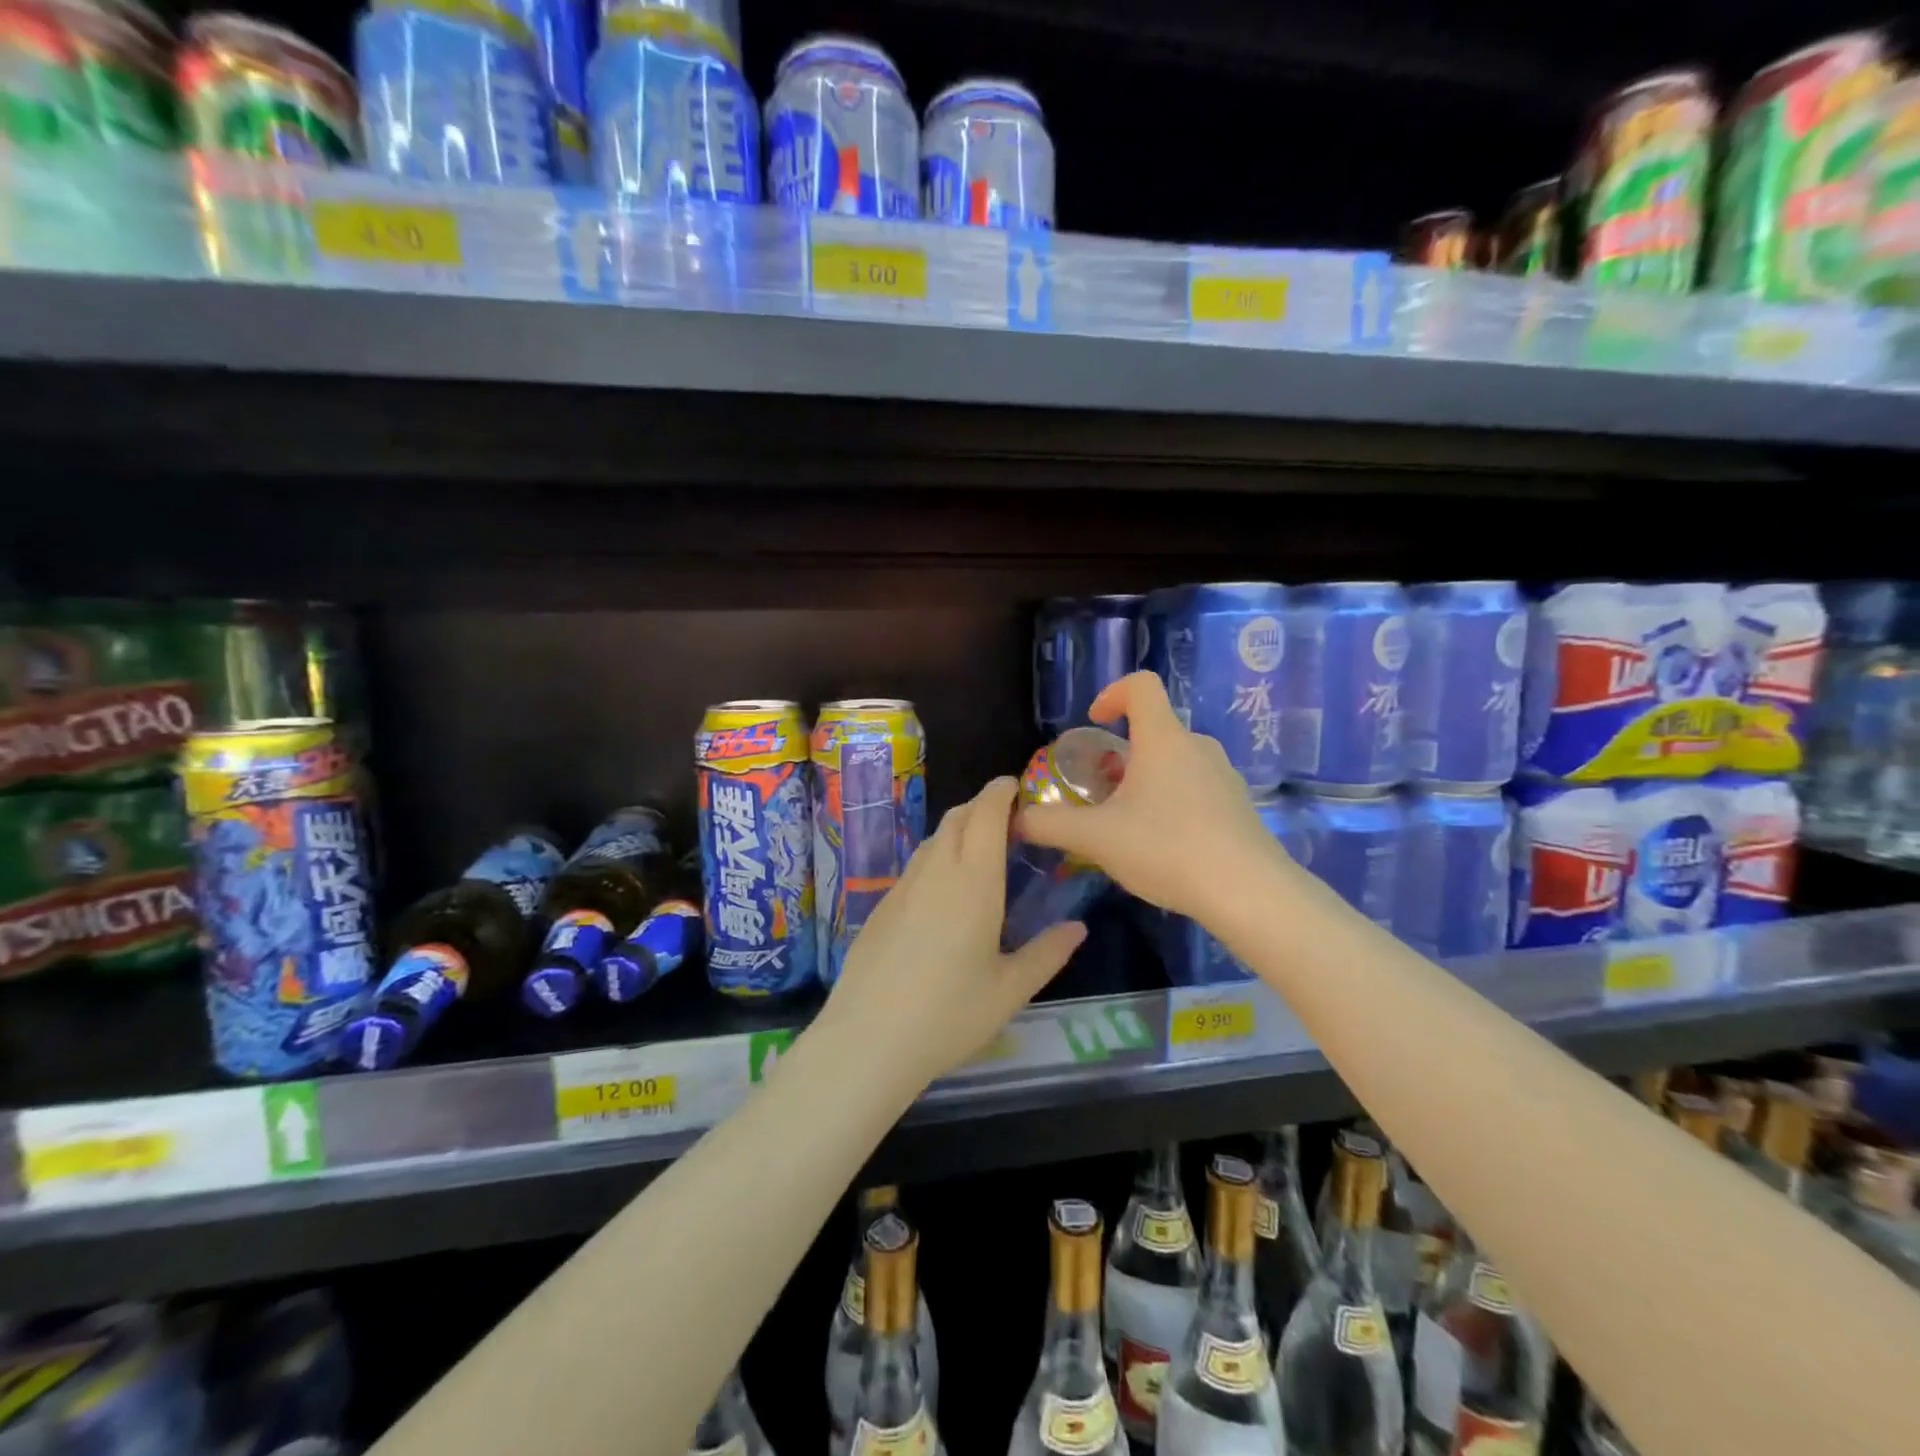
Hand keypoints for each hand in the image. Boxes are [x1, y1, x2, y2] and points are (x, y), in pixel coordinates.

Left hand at [816, 776, 1086, 1092]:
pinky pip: (916, 865)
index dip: (1000, 792)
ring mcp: (903, 887)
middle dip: (981, 806)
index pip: (986, 814)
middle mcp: (936, 872)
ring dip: (958, 830)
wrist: (869, 1038)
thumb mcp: (1010, 989)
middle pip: (957, 818)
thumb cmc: (950, 1014)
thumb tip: (1078, 928)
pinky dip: (937, 857)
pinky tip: (944, 891)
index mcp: (974, 881)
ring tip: (979, 851)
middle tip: (1006, 820)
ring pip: (934, 839)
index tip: (1015, 786)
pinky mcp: (882, 906)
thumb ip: (1048, 953)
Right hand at [1018, 671, 1284, 922]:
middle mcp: (1197, 747)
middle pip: (1154, 730)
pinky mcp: (1239, 807)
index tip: (1093, 723)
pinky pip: (1196, 789)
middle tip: (1099, 792)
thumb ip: (1050, 824)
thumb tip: (1015, 819)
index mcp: (1163, 739)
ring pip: (1175, 762)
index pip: (1140, 686)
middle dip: (1120, 754)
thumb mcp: (1096, 838)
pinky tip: (1163, 847)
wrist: (1249, 893)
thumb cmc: (1168, 848)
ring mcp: (1224, 776)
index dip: (1112, 694)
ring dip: (1146, 781)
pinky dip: (1172, 802)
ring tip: (1127, 824)